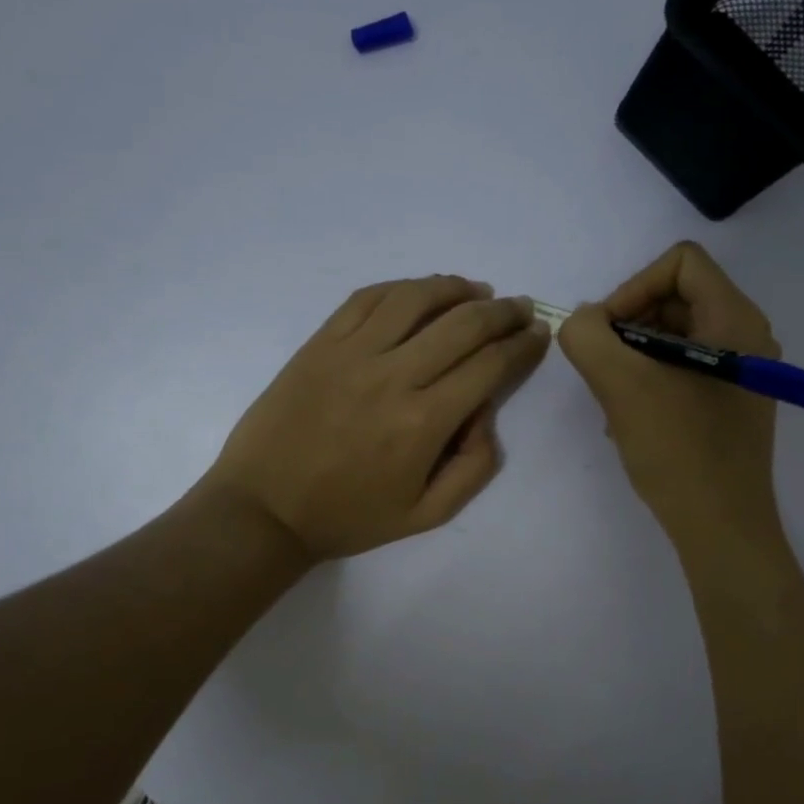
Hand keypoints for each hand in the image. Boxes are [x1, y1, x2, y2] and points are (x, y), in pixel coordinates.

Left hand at [203, 275, 550, 560]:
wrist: (265, 508)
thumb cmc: (350, 516)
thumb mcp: (427, 514)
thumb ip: (475, 466)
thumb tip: (487, 411)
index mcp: (423, 422)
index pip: (489, 365)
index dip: (522, 345)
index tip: (538, 333)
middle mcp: (393, 376)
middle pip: (463, 324)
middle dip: (503, 312)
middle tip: (520, 308)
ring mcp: (351, 353)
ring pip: (416, 298)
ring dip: (456, 288)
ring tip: (477, 291)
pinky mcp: (320, 343)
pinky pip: (367, 298)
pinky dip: (402, 287)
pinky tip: (420, 291)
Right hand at [559, 242, 782, 551]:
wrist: (721, 527)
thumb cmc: (678, 450)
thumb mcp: (621, 384)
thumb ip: (588, 336)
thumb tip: (584, 322)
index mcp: (734, 319)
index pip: (681, 262)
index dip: (634, 286)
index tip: (609, 333)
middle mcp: (747, 336)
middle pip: (676, 297)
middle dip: (630, 326)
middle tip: (604, 367)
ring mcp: (742, 372)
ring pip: (675, 336)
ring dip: (634, 357)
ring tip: (614, 398)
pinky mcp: (732, 402)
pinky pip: (684, 369)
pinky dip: (651, 380)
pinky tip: (630, 419)